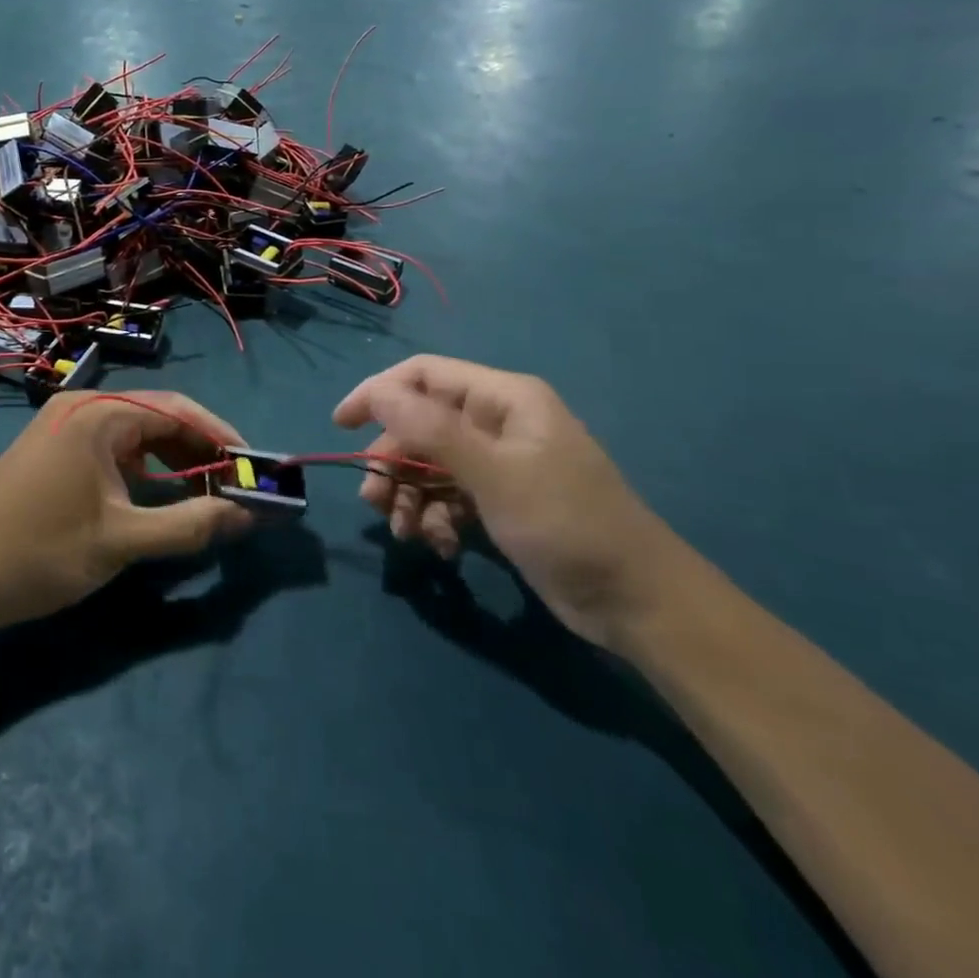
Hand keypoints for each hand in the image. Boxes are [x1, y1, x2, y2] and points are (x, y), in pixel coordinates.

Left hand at [0, 391, 253, 627]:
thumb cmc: (44, 551)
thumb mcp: (123, 540)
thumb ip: (190, 524)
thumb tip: (247, 515)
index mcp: (100, 413)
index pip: (178, 410)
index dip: (221, 436)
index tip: (252, 466)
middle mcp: (82, 407)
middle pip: (157, 417)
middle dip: (198, 449)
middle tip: (233, 484)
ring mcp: (63, 426)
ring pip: (135, 434)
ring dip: (172, 460)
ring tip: (205, 491)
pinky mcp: (53, 448)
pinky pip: (111, 447)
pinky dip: (142, 468)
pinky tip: (158, 493)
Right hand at [334, 357, 688, 649]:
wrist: (636, 602)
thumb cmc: (566, 523)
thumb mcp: (495, 473)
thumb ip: (431, 430)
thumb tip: (376, 392)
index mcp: (502, 398)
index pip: (422, 375)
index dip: (377, 393)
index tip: (341, 425)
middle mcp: (497, 422)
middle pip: (420, 425)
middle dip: (393, 462)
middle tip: (375, 502)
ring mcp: (499, 463)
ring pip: (429, 464)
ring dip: (411, 497)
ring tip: (408, 533)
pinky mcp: (500, 500)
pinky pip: (449, 496)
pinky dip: (437, 518)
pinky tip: (443, 548)